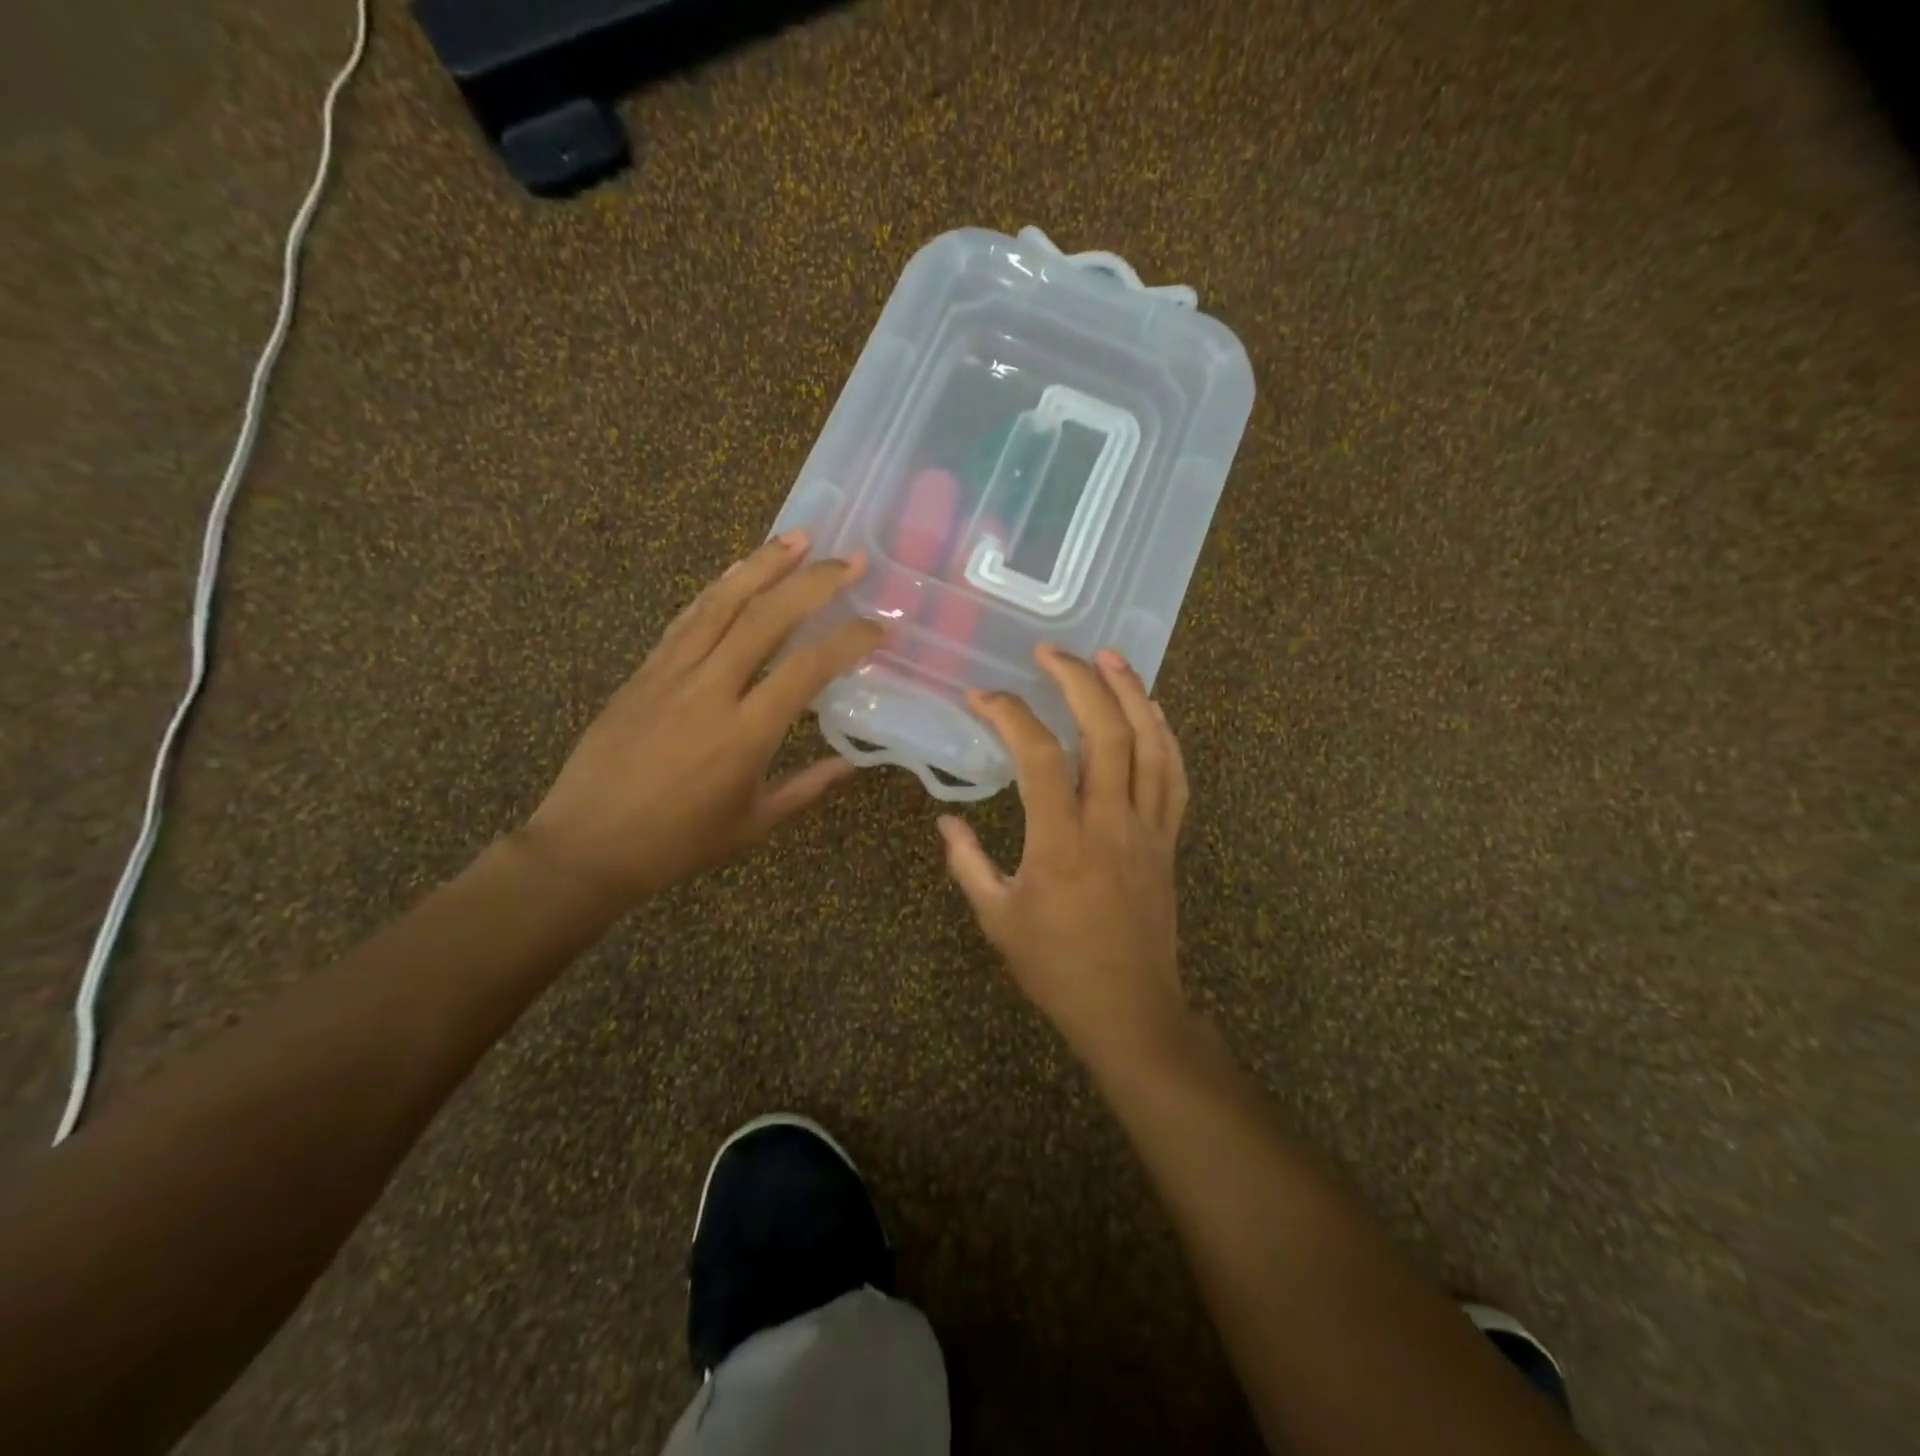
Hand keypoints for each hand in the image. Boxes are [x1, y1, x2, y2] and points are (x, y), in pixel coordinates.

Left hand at [520, 531, 882, 907]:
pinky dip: (718, 587)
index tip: (880, 625)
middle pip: (767, 618)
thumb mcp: (753, 824)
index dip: (849, 640)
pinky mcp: (644, 670)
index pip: (808, 668)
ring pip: (723, 603)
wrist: (586, 845)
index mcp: (746, 734)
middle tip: (852, 560)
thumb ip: (807, 788)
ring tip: (800, 538)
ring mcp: (672, 674)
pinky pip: (686, 618)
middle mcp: (711, 691)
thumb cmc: (678, 843)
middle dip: (815, 582)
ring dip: (765, 564)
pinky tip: (738, 568)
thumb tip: (853, 764)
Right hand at [938, 645, 1193, 1072]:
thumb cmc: (1057, 969)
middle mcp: (1109, 823)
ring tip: (1110, 656)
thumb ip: (968, 864)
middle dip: (1079, 682)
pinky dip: (1165, 736)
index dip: (1010, 716)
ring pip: (1150, 745)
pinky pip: (1174, 778)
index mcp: (1060, 842)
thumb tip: (946, 823)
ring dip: (1131, 693)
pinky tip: (1152, 710)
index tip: (982, 697)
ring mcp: (1147, 829)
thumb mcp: (998, 919)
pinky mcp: (1168, 841)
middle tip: (1052, 652)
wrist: (1130, 1010)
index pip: (1038, 756)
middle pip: (1104, 733)